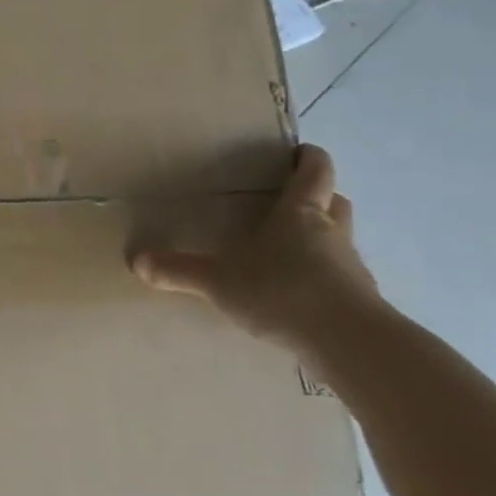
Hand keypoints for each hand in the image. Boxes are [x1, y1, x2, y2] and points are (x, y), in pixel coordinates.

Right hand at [131, 144, 379, 350]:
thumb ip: (179, 270)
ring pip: (340, 239)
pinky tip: (299, 294)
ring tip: (289, 250)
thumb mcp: (219, 280)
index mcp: (300, 214)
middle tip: (291, 200)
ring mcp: (351, 268)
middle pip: (334, 201)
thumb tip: (136, 260)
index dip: (309, 158)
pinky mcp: (360, 301)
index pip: (315, 172)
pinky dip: (324, 277)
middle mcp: (331, 232)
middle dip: (318, 197)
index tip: (299, 151)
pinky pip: (341, 277)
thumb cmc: (282, 291)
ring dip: (322, 238)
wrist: (350, 344)